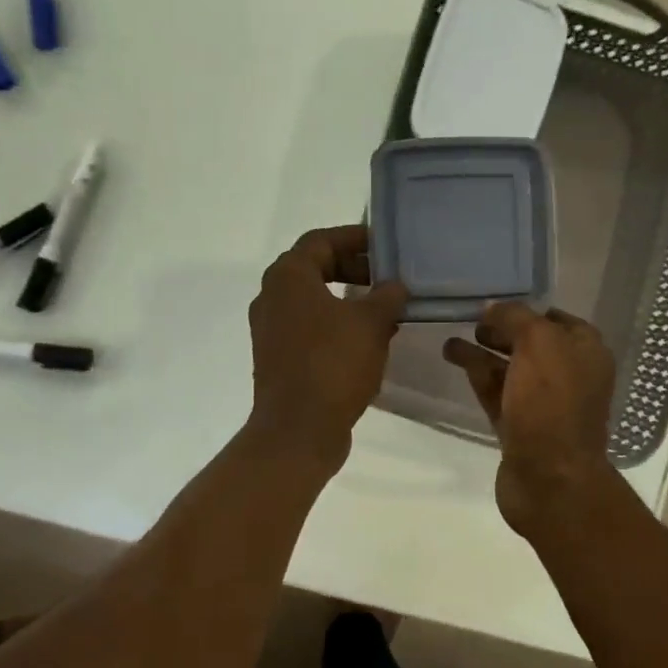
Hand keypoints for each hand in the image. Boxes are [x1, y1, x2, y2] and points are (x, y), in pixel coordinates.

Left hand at [247, 225, 407, 468]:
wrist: (298, 429)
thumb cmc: (333, 364)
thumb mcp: (371, 324)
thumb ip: (387, 296)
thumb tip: (395, 286)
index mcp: (288, 277)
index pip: (321, 240)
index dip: (354, 237)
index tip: (385, 245)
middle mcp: (271, 297)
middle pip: (314, 268)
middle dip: (352, 268)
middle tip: (386, 277)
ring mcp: (271, 330)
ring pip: (312, 301)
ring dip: (347, 300)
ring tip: (384, 309)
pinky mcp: (278, 358)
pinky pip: (309, 328)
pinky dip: (336, 325)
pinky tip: (367, 341)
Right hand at [445, 303, 617, 537]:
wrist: (549, 478)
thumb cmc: (551, 403)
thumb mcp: (538, 343)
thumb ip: (514, 318)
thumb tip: (492, 308)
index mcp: (586, 352)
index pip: (557, 319)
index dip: (527, 309)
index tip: (494, 304)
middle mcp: (569, 375)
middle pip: (531, 344)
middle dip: (502, 331)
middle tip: (470, 321)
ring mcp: (543, 404)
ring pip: (510, 369)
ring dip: (482, 352)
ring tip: (450, 340)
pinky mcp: (519, 427)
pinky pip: (497, 392)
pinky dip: (477, 375)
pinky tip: (454, 359)